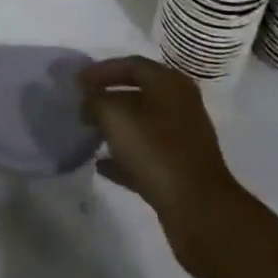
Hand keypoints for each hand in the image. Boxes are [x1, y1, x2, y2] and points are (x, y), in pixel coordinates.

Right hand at [79, 56, 277, 277]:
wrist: (200, 213)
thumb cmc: (157, 152)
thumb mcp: (117, 118)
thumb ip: (97, 102)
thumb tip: (88, 101)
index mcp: (170, 84)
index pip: (131, 64)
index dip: (101, 70)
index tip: (77, 83)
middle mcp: (179, 106)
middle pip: (137, 93)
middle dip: (108, 99)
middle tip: (82, 107)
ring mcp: (182, 140)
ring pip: (141, 125)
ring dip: (115, 128)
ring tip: (88, 133)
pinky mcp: (179, 171)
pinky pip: (145, 155)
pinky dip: (124, 157)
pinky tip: (101, 166)